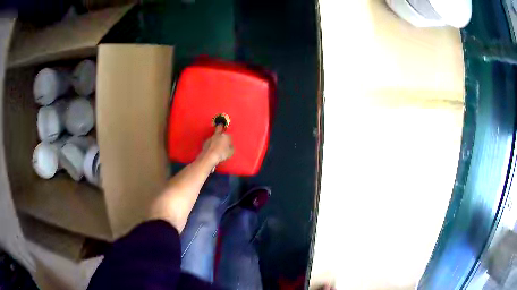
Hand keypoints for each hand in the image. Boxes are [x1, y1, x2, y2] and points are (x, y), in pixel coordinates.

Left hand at [199, 125, 233, 166]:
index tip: (230, 141)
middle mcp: (217, 135)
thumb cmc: (220, 154)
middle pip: (219, 128)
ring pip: (214, 135)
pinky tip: (212, 147)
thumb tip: (230, 147)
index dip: (229, 138)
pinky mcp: (205, 142)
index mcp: (225, 135)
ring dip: (215, 137)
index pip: (229, 134)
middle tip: (221, 127)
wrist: (209, 157)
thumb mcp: (230, 152)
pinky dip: (211, 143)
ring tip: (217, 143)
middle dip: (221, 127)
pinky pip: (209, 141)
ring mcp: (211, 138)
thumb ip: (231, 147)